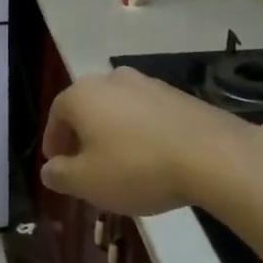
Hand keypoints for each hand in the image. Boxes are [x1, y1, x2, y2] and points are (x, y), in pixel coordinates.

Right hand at [40, 67, 258, 215]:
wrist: (213, 156)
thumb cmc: (137, 167)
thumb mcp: (87, 182)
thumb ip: (60, 175)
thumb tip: (49, 170)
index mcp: (82, 94)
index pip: (56, 115)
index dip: (53, 141)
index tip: (57, 165)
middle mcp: (112, 79)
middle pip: (87, 108)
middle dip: (82, 136)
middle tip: (85, 165)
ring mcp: (148, 84)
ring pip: (118, 110)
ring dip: (112, 133)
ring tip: (119, 164)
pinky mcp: (179, 95)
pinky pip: (147, 114)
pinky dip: (140, 133)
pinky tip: (151, 159)